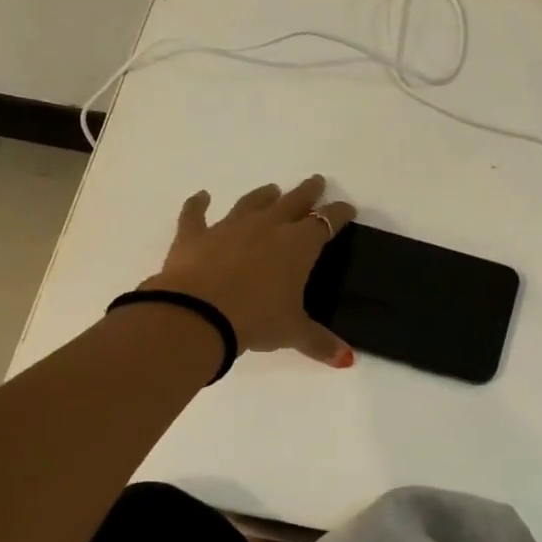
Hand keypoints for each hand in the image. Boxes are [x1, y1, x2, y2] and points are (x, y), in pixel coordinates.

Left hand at [143, 174, 355, 366]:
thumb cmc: (255, 319)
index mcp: (298, 245)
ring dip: (263, 196)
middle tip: (316, 182)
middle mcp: (267, 227)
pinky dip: (198, 204)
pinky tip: (201, 196)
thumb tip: (346, 359)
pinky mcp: (194, 236)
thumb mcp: (293, 332)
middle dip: (307, 192)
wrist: (197, 314)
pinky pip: (196, 214)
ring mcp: (229, 228)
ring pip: (251, 203)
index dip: (338, 214)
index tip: (346, 209)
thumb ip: (320, 342)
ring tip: (271, 189)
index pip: (325, 222)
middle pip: (293, 202)